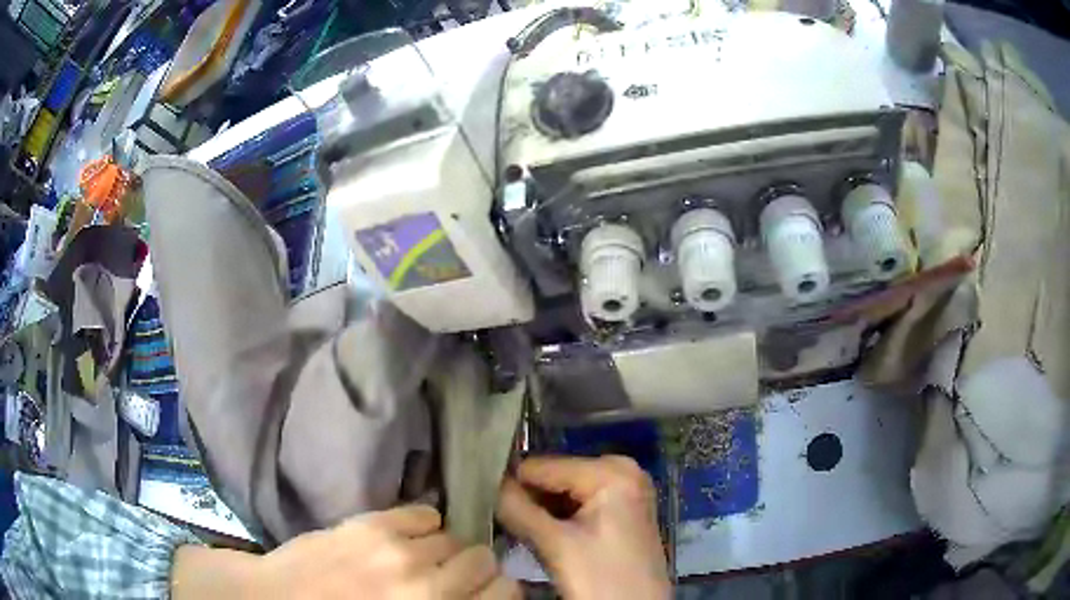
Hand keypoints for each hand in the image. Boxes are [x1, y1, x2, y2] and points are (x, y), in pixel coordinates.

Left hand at [172, 505, 519, 598]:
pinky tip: (406, 535)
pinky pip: (424, 512)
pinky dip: (423, 524)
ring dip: (445, 547)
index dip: (498, 590)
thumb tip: (472, 595)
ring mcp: (399, 552)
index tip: (483, 591)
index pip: (505, 591)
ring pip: (455, 535)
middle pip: (484, 559)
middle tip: (451, 575)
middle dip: (474, 568)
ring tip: (423, 555)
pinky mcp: (372, 524)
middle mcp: (429, 587)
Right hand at [497, 456, 670, 598]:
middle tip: (502, 519)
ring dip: (539, 510)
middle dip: (527, 498)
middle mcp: (622, 471)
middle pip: (554, 477)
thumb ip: (518, 510)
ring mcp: (624, 491)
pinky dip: (556, 518)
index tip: (484, 501)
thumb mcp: (557, 545)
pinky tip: (539, 534)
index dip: (510, 484)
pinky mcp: (621, 512)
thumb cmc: (602, 578)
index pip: (542, 466)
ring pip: (564, 493)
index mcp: (611, 471)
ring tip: (515, 527)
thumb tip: (488, 486)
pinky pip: (578, 505)